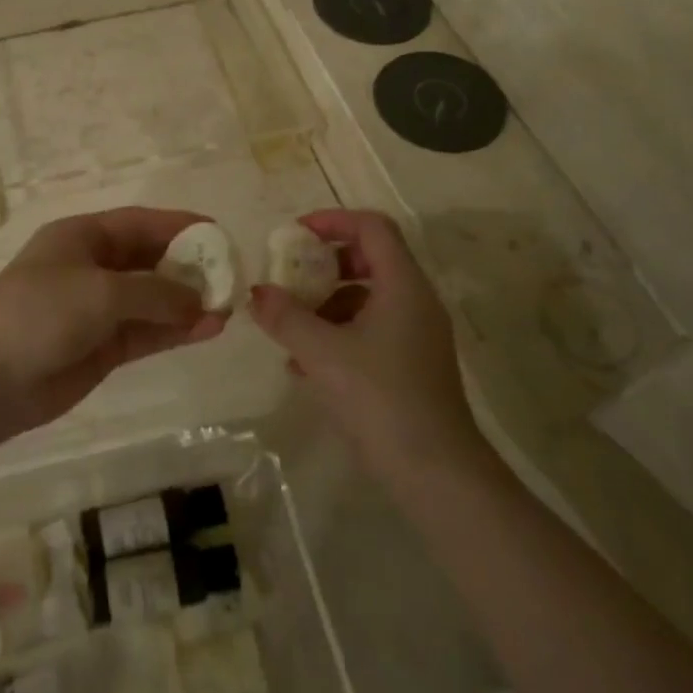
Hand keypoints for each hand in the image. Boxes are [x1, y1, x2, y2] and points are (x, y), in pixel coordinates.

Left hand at [0, 208, 227, 440]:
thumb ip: (157, 292)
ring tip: (228, 308)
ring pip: (153, 300)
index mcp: (84, 237)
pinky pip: (147, 331)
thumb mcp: (102, 291)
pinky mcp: (102, 347)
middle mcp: (93, 268)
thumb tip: (201, 301)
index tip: (220, 234)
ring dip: (188, 303)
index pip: (141, 223)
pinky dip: (175, 331)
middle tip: (231, 278)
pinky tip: (207, 330)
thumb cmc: (40, 313)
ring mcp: (97, 309)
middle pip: (151, 261)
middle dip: (190, 268)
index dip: (181, 226)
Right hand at [248, 210, 487, 485]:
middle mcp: (416, 301)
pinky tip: (305, 365)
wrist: (435, 471)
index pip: (371, 227)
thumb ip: (286, 317)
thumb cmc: (380, 398)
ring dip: (327, 304)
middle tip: (291, 277)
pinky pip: (371, 330)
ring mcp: (417, 334)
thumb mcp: (322, 353)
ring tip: (290, 329)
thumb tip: (257, 293)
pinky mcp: (412, 364)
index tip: (295, 234)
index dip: (332, 221)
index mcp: (403, 285)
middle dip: (325, 265)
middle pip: (370, 259)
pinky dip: (338, 333)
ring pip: (368, 297)